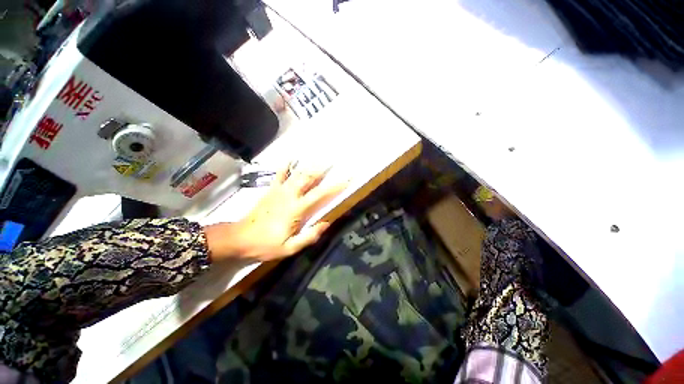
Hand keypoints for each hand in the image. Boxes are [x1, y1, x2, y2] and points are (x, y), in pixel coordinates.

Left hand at [204, 162, 346, 261]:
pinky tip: (291, 157)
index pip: (320, 194)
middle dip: (322, 168)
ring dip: (310, 165)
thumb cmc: (265, 245)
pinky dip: (286, 166)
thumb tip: (326, 224)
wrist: (239, 239)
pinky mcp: (270, 190)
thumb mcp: (289, 248)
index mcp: (296, 209)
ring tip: (320, 157)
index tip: (346, 179)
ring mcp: (279, 190)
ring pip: (297, 173)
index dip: (335, 186)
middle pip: (308, 177)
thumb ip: (309, 236)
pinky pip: (280, 175)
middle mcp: (289, 195)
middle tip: (334, 161)